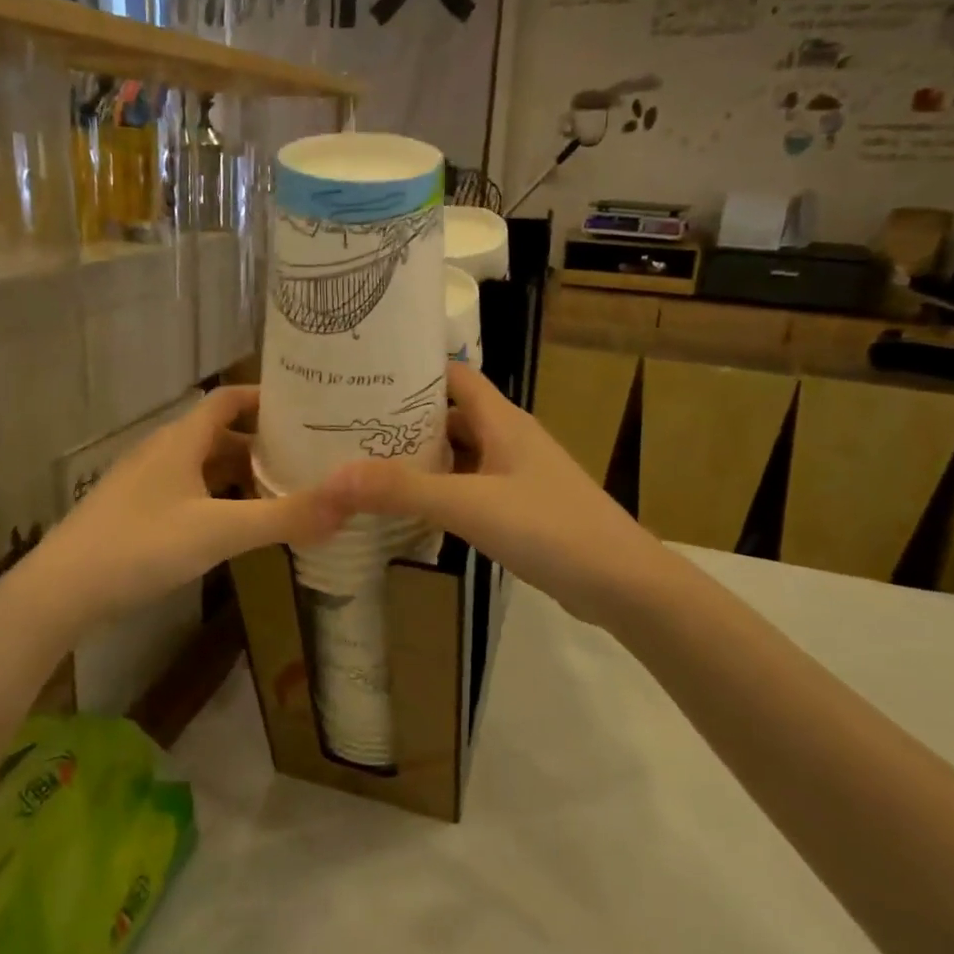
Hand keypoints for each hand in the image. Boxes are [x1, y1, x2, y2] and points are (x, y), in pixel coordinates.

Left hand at [0, 386, 347, 634]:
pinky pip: (189, 493)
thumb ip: (283, 518)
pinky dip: (219, 501)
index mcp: (181, 440)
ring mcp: (146, 483)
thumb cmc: (140, 545)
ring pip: (204, 467)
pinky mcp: (137, 513)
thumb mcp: (218, 531)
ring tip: (282, 493)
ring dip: (241, 476)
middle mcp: (163, 452)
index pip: (227, 399)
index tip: (305, 408)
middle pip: (220, 435)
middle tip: (307, 459)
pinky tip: (236, 526)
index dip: (264, 398)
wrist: (61, 590)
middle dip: (262, 445)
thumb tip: (348, 505)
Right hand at [322, 362, 656, 625]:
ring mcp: (516, 475)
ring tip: (367, 463)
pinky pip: (470, 487)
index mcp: (502, 420)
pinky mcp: (520, 508)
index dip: (411, 371)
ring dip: (421, 458)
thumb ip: (403, 490)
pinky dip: (440, 491)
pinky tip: (410, 508)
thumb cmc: (549, 527)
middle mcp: (508, 439)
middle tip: (350, 426)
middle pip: (449, 415)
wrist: (622, 583)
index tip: (363, 377)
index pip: (452, 375)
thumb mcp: (470, 505)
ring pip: (459, 454)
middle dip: (404, 419)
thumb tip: (331, 478)